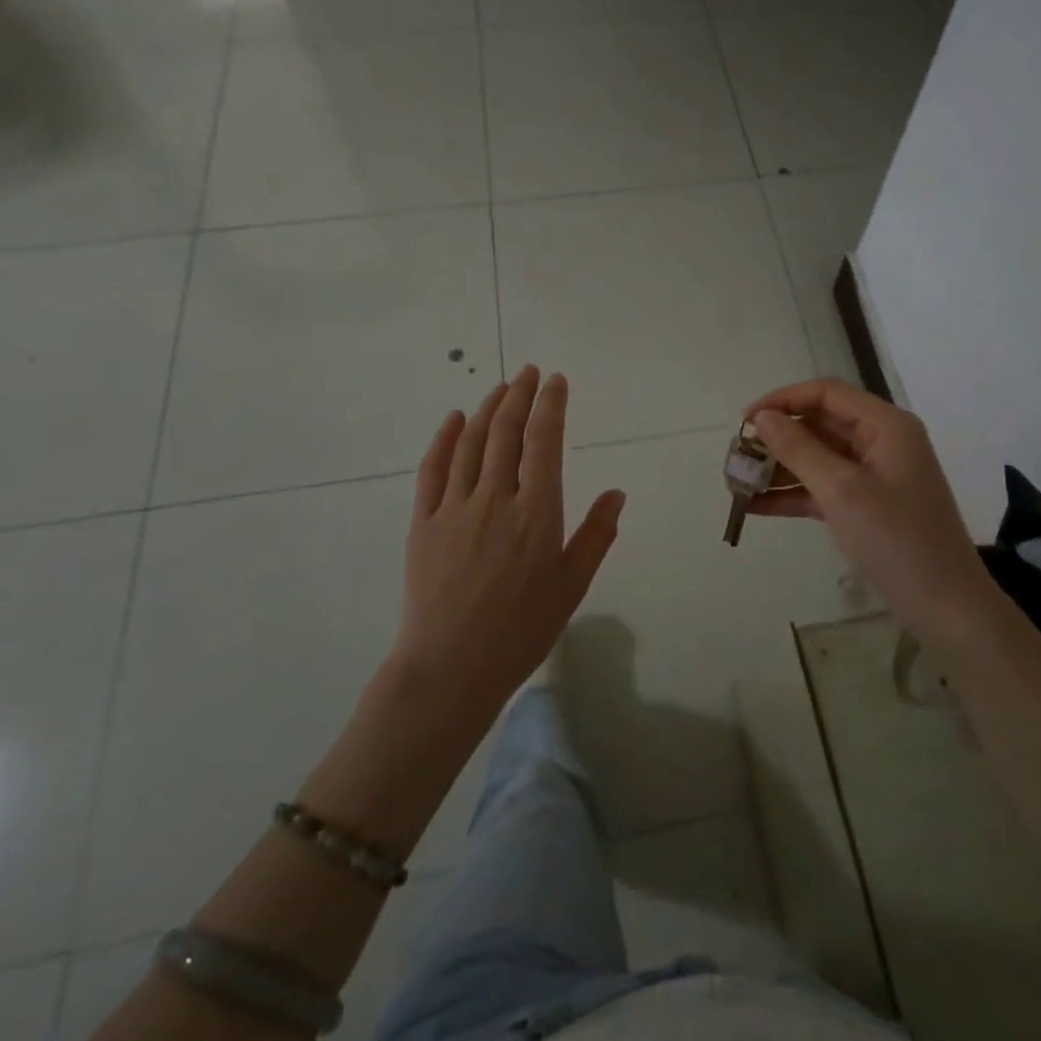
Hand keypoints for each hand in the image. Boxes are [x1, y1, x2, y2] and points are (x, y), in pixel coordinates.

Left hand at [396, 367, 625, 715]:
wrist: (450, 668)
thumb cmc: (521, 630)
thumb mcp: (572, 586)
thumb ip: (596, 535)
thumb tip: (617, 492)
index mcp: (537, 512)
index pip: (544, 441)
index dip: (551, 405)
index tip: (556, 381)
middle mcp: (496, 498)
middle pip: (507, 432)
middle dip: (520, 395)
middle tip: (529, 372)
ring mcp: (454, 507)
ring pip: (472, 442)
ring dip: (488, 409)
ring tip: (501, 388)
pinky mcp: (422, 522)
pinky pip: (433, 469)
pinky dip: (445, 438)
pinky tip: (454, 419)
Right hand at [745, 379, 993, 648]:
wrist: (946, 607)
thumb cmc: (896, 539)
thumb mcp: (841, 490)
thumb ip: (799, 449)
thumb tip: (763, 417)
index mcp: (885, 425)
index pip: (827, 394)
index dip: (783, 400)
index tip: (745, 420)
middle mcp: (881, 442)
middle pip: (820, 425)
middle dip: (777, 438)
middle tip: (737, 456)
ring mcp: (875, 475)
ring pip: (818, 458)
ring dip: (780, 469)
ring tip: (737, 483)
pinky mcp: (867, 506)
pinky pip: (823, 488)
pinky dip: (793, 494)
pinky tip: (755, 507)